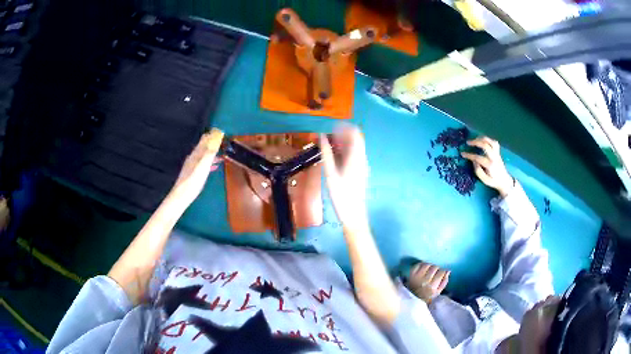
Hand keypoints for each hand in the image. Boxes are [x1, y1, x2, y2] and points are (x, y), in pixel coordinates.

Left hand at [171, 128, 223, 204]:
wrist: (181, 195)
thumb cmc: (193, 181)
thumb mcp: (203, 166)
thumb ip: (209, 153)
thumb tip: (215, 138)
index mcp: (196, 154)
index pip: (205, 140)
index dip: (213, 135)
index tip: (221, 131)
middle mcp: (194, 157)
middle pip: (203, 146)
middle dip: (212, 142)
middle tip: (222, 140)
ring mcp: (192, 165)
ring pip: (204, 155)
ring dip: (212, 152)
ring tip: (221, 152)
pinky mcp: (193, 173)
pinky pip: (203, 163)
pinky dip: (210, 161)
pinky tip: (214, 166)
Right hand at [320, 125, 368, 231]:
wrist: (354, 214)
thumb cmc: (341, 195)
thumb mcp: (330, 174)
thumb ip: (326, 154)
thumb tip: (321, 137)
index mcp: (356, 157)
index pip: (355, 133)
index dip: (344, 127)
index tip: (330, 128)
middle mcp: (362, 158)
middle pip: (355, 139)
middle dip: (342, 135)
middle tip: (327, 137)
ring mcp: (362, 165)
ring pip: (354, 147)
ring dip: (343, 143)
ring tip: (329, 146)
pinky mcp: (360, 171)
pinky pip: (354, 155)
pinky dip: (345, 152)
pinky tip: (334, 158)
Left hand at [407, 262, 449, 303]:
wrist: (411, 300)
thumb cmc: (426, 296)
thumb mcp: (437, 293)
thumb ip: (444, 281)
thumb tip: (448, 271)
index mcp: (432, 287)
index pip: (441, 272)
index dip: (442, 271)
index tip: (441, 273)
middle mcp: (425, 281)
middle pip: (434, 267)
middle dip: (436, 269)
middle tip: (435, 272)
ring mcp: (417, 277)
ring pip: (427, 265)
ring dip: (429, 266)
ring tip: (429, 270)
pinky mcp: (411, 275)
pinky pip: (418, 265)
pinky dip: (421, 264)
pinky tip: (423, 268)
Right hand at [461, 136, 513, 197]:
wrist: (504, 181)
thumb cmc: (493, 181)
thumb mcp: (484, 180)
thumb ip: (478, 171)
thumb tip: (474, 161)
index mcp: (490, 165)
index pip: (478, 157)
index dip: (469, 155)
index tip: (462, 153)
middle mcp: (494, 157)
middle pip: (485, 145)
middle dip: (476, 142)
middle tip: (468, 142)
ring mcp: (497, 154)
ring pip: (490, 141)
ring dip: (482, 138)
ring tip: (475, 139)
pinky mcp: (498, 152)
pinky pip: (494, 142)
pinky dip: (488, 140)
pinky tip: (483, 141)